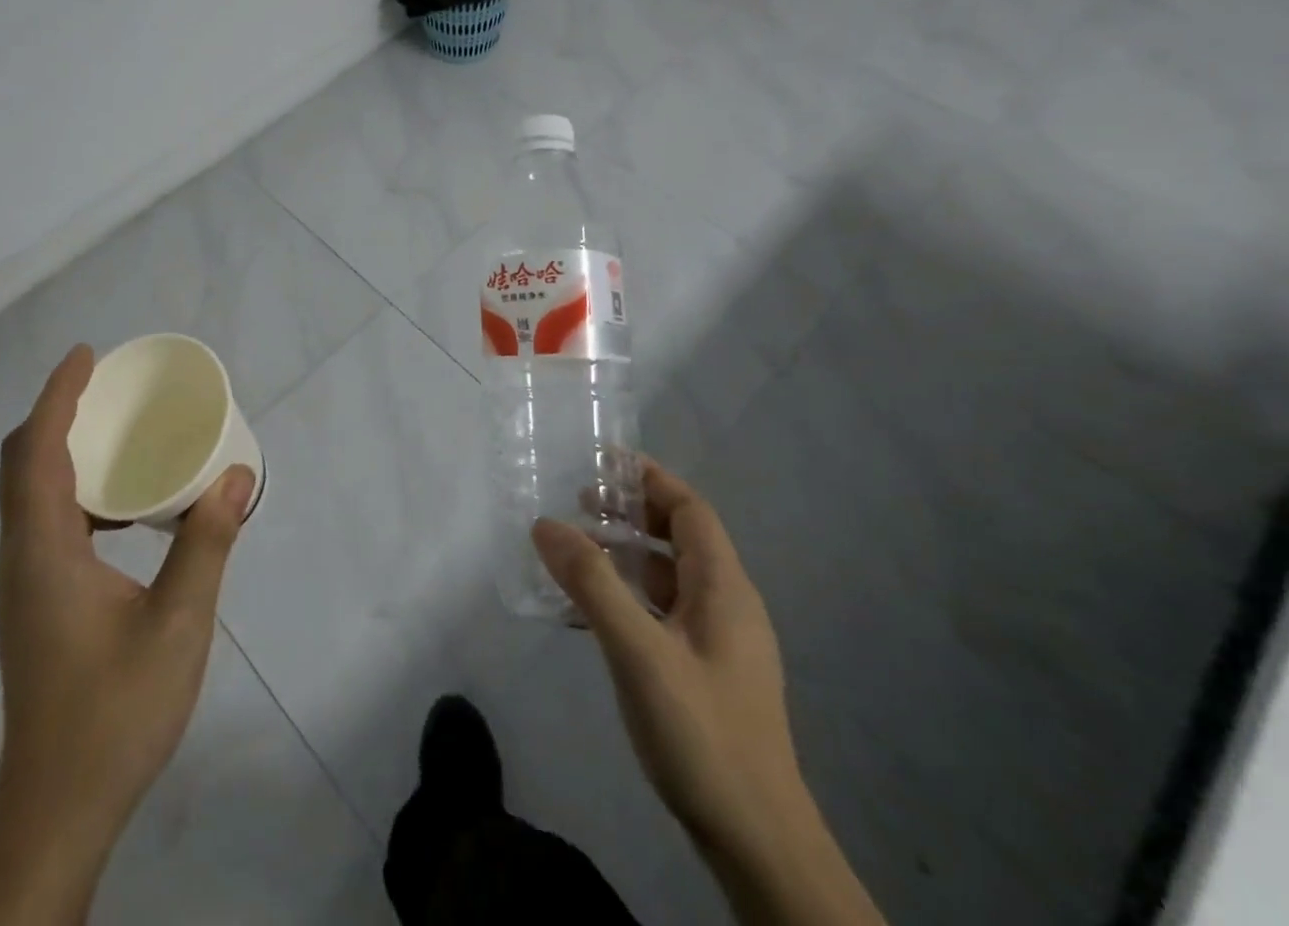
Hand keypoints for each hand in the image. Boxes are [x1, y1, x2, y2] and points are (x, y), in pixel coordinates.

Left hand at [0, 344, 254, 924]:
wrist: (59, 806)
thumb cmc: (115, 711)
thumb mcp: (178, 623)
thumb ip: (207, 542)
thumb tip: (236, 475)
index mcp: (44, 551)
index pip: (36, 451)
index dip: (57, 396)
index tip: (87, 356)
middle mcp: (22, 557)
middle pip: (21, 463)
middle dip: (56, 412)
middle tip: (105, 385)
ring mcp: (24, 582)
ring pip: (29, 493)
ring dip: (61, 448)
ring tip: (115, 430)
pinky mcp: (35, 602)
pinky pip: (45, 520)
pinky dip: (73, 488)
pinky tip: (121, 505)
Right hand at [533, 461, 883, 925]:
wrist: (757, 842)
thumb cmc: (702, 732)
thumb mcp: (638, 651)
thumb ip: (591, 583)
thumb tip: (545, 523)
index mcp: (724, 588)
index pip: (690, 510)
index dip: (650, 479)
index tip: (603, 460)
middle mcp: (728, 606)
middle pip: (681, 538)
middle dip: (632, 512)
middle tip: (579, 501)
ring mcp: (719, 643)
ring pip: (670, 577)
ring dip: (627, 553)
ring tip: (577, 546)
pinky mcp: (707, 673)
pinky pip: (663, 611)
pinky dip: (629, 594)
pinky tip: (591, 611)